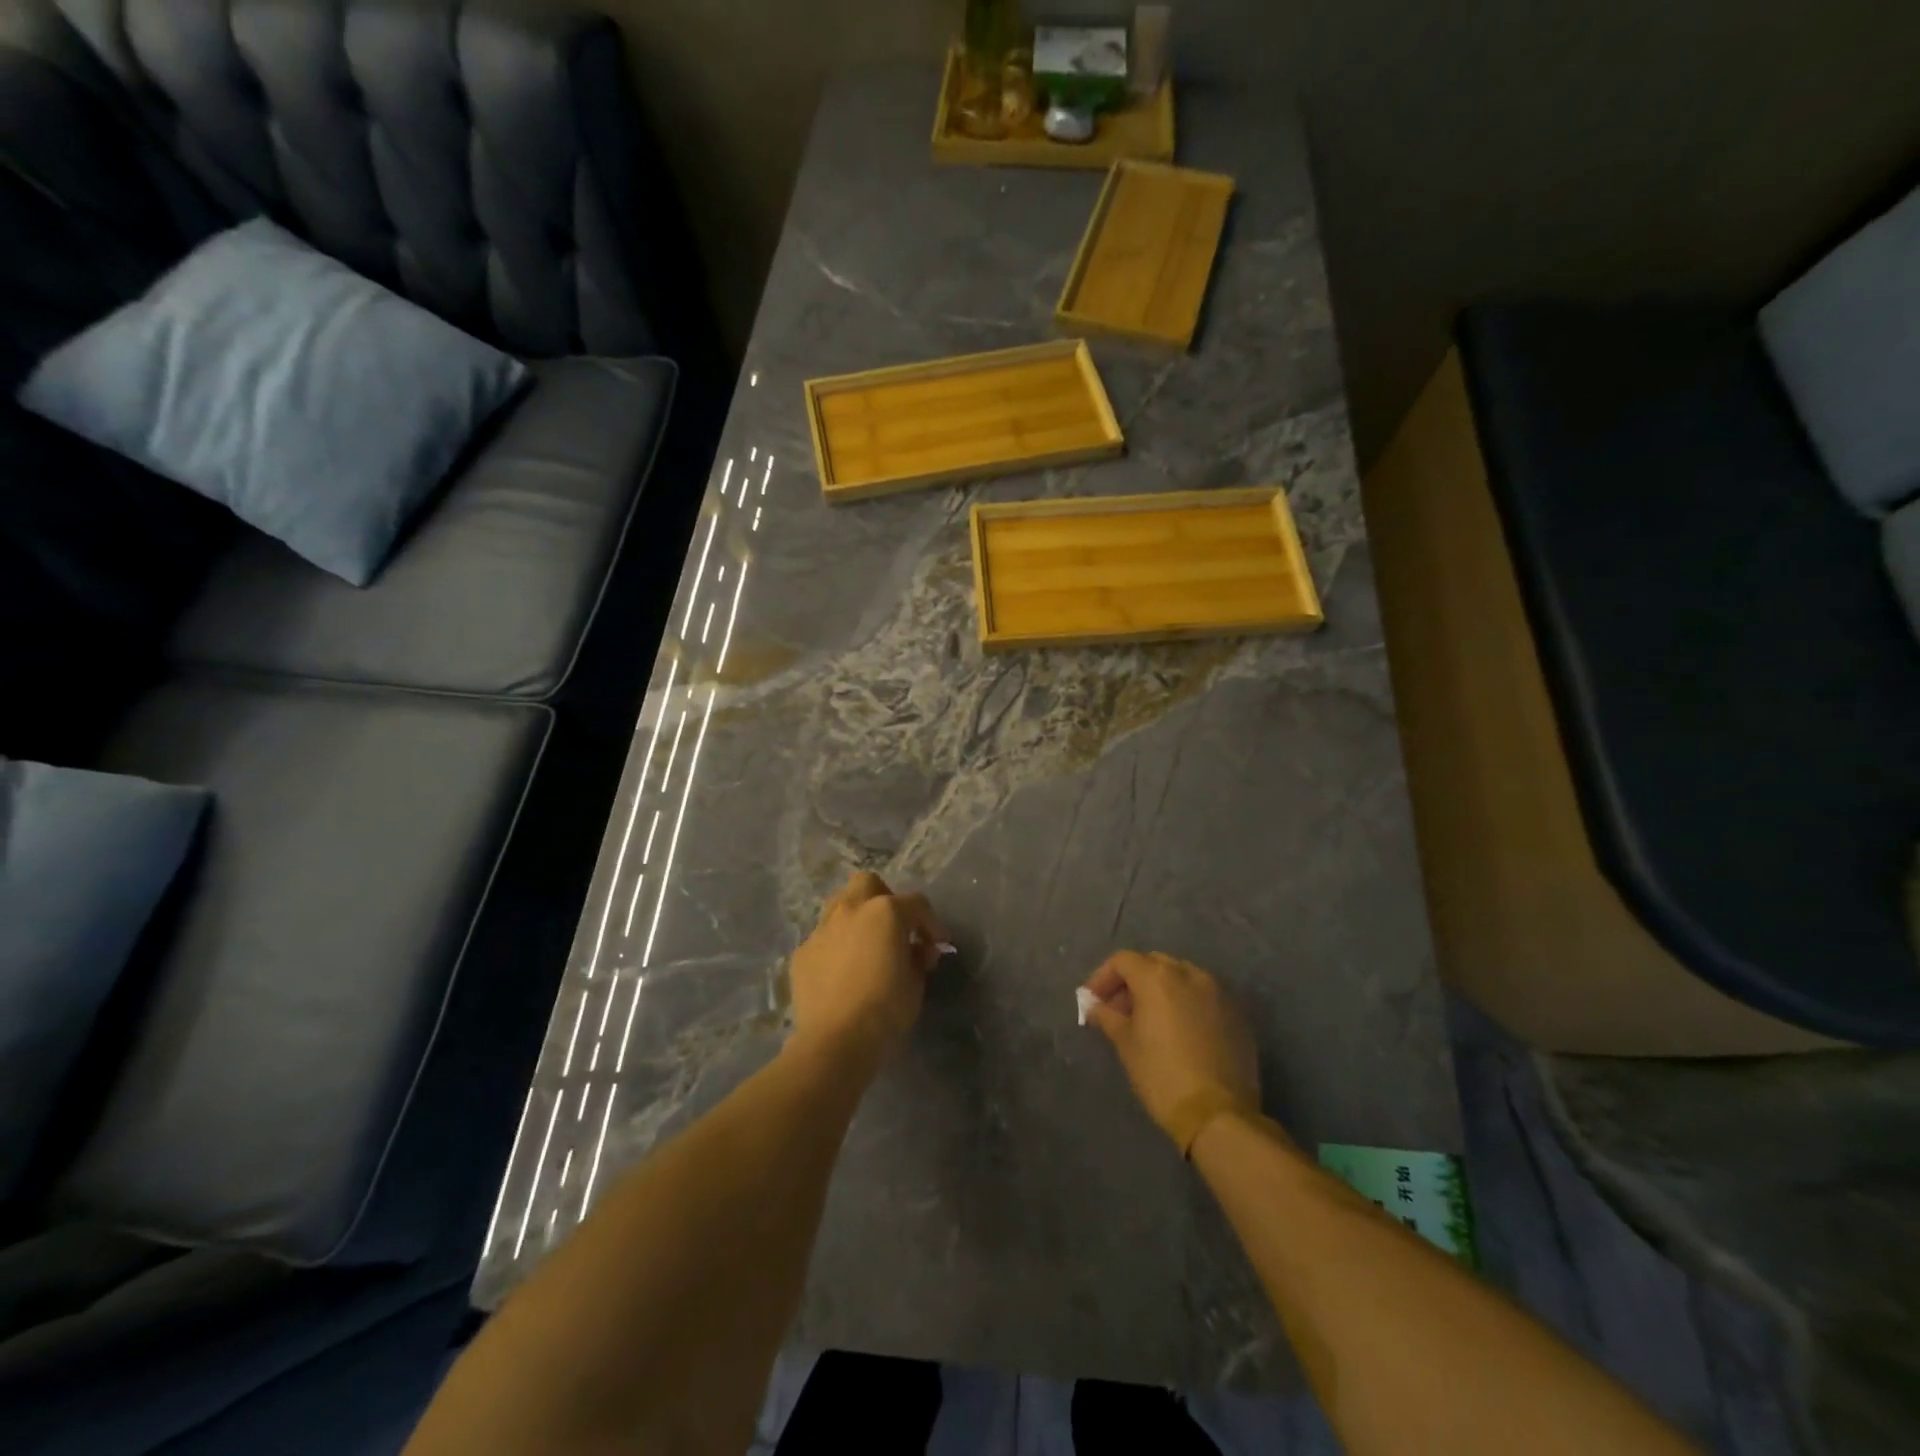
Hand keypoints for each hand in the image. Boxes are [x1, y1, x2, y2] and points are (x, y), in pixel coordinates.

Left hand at [788, 872, 944, 1068]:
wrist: (836, 1040)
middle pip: (868, 884)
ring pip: (839, 905)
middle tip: (894, 929)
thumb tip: (920, 950)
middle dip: (884, 898)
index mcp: (885, 911)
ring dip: (856, 917)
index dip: (930, 923)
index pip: (916, 904)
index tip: (937, 945)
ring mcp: (822, 929)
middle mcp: (851, 910)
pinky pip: (823, 938)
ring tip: (865, 946)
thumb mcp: (916, 982)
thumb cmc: (886, 1009)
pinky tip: (841, 972)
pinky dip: (835, 947)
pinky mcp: (802, 953)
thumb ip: (919, 957)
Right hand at [1082, 952, 1260, 1147]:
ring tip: (1150, 1020)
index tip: (1093, 1002)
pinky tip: (1180, 1031)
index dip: (1103, 978)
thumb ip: (1107, 1016)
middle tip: (1119, 1010)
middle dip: (1132, 981)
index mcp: (1158, 977)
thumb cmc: (1162, 1075)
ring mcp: (1218, 992)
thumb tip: (1095, 1006)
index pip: (1123, 961)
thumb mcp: (1126, 1044)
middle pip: (1153, 964)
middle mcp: (1189, 974)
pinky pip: (1204, 996)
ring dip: (1161, 990)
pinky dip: (1186, 1003)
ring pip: (1181, 977)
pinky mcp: (1236, 1013)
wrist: (1218, 1114)